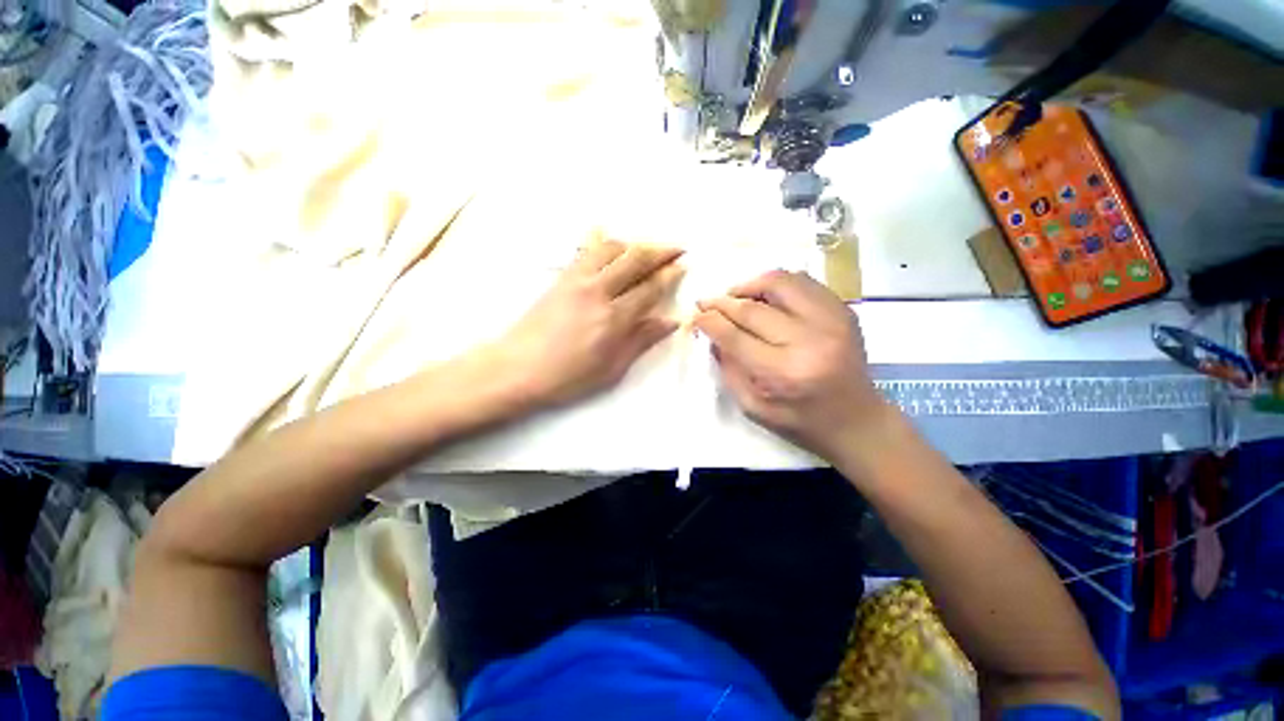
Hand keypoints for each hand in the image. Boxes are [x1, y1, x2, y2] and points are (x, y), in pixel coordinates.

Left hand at [493, 240, 683, 408]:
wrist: (517, 369)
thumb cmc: (568, 377)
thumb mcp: (612, 368)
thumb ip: (642, 340)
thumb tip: (671, 321)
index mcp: (614, 318)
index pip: (650, 287)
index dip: (669, 274)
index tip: (682, 265)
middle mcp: (598, 291)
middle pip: (635, 259)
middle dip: (660, 250)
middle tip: (677, 247)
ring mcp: (577, 280)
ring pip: (611, 248)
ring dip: (633, 244)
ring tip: (645, 248)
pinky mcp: (561, 277)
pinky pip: (585, 251)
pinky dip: (600, 240)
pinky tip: (606, 235)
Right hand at [694, 270, 888, 459]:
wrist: (857, 420)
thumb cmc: (800, 421)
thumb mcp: (753, 406)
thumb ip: (728, 368)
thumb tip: (711, 333)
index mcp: (784, 373)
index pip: (735, 336)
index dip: (709, 322)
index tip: (696, 315)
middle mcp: (809, 341)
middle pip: (753, 308)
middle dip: (722, 302)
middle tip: (707, 303)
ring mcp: (832, 321)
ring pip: (780, 282)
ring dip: (749, 285)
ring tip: (735, 295)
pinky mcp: (844, 311)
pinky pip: (803, 282)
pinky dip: (777, 283)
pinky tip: (764, 296)